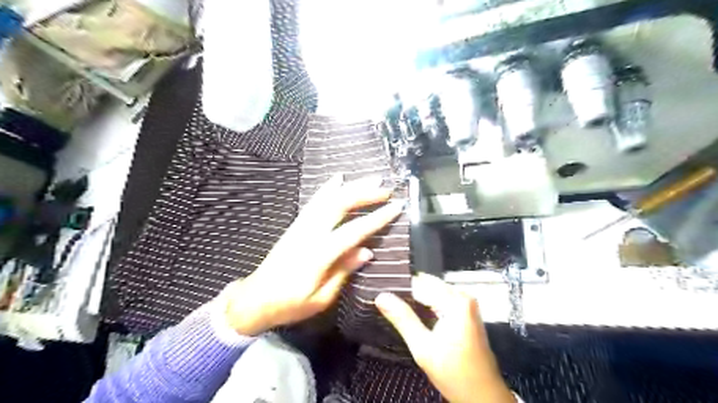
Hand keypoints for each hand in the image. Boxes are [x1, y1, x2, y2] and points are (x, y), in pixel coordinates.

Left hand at [224, 175, 401, 334]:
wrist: (255, 298)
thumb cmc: (290, 304)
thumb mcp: (321, 297)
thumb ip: (344, 271)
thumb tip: (367, 251)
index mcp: (319, 254)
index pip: (354, 231)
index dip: (377, 218)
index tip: (396, 206)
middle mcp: (310, 233)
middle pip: (339, 205)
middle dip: (364, 194)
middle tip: (386, 189)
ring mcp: (301, 226)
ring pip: (327, 199)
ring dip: (350, 187)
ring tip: (370, 179)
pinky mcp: (296, 225)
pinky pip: (314, 202)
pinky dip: (327, 188)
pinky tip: (338, 179)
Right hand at [376, 274, 516, 402]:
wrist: (483, 395)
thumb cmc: (456, 374)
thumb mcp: (423, 347)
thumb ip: (402, 319)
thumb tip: (382, 297)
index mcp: (455, 301)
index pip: (419, 283)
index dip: (399, 287)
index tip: (382, 292)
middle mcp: (463, 297)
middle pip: (427, 286)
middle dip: (407, 294)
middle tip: (387, 304)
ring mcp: (466, 305)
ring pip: (433, 293)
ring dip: (416, 301)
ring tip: (397, 311)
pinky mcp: (466, 314)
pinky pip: (441, 301)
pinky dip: (427, 308)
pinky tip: (415, 318)